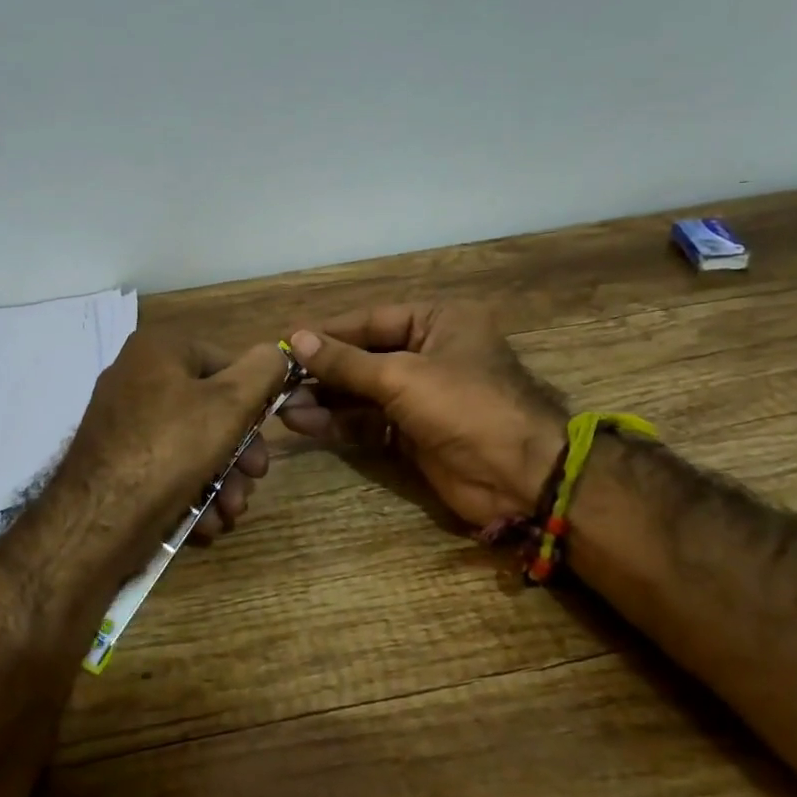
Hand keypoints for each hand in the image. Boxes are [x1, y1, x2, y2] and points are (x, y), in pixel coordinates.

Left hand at [50, 332, 292, 576]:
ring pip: (191, 443)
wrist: (99, 518)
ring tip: (230, 512)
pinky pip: (165, 465)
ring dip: (221, 479)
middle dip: (239, 455)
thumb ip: (263, 371)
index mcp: (160, 349)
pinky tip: (205, 521)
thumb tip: (277, 353)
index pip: (227, 363)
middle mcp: (136, 376)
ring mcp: (122, 420)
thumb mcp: (230, 404)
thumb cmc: (171, 448)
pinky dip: (191, 490)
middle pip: (210, 409)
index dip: (254, 403)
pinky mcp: (115, 459)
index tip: (268, 442)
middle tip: (253, 483)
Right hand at [280, 303, 566, 528]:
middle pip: (364, 357)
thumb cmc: (465, 406)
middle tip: (278, 380)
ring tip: (283, 407)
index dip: (329, 333)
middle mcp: (429, 353)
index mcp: (439, 322)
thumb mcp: (402, 376)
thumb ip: (346, 361)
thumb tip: (297, 339)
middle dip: (323, 371)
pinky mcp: (414, 434)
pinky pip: (369, 422)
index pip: (372, 320)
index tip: (287, 342)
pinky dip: (340, 423)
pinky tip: (305, 424)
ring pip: (363, 393)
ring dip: (325, 400)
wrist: (518, 475)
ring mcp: (422, 397)